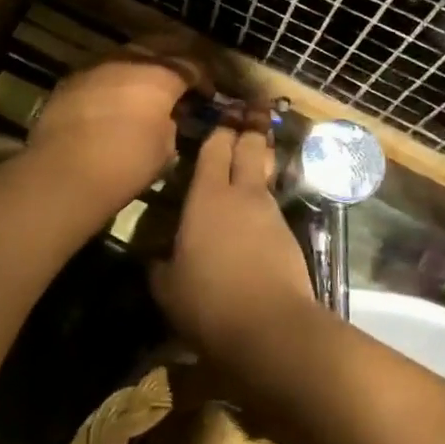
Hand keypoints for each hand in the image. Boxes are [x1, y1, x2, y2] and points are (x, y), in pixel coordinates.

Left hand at [25, 48, 199, 210]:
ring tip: (145, 87)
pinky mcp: (69, 81)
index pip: (191, 65)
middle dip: (173, 59)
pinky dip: (112, 82)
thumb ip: (170, 124)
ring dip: (140, 68)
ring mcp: (95, 67)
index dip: (203, 78)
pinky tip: (113, 99)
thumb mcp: (165, 149)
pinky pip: (100, 73)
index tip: (207, 94)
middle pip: (158, 47)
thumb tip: (165, 118)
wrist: (64, 171)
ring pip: (125, 56)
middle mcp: (128, 61)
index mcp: (160, 75)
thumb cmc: (125, 164)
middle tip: (181, 77)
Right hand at [153, 125, 315, 361]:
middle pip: (250, 148)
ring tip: (249, 163)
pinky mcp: (290, 238)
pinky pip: (272, 210)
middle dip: (248, 130)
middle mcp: (243, 195)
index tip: (222, 114)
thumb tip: (155, 259)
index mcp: (208, 196)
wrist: (272, 329)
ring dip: (258, 167)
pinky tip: (254, 218)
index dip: (219, 130)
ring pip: (264, 178)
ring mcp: (271, 214)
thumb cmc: (209, 301)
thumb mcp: (167, 288)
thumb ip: (159, 266)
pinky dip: (262, 206)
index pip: (215, 148)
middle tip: (248, 115)